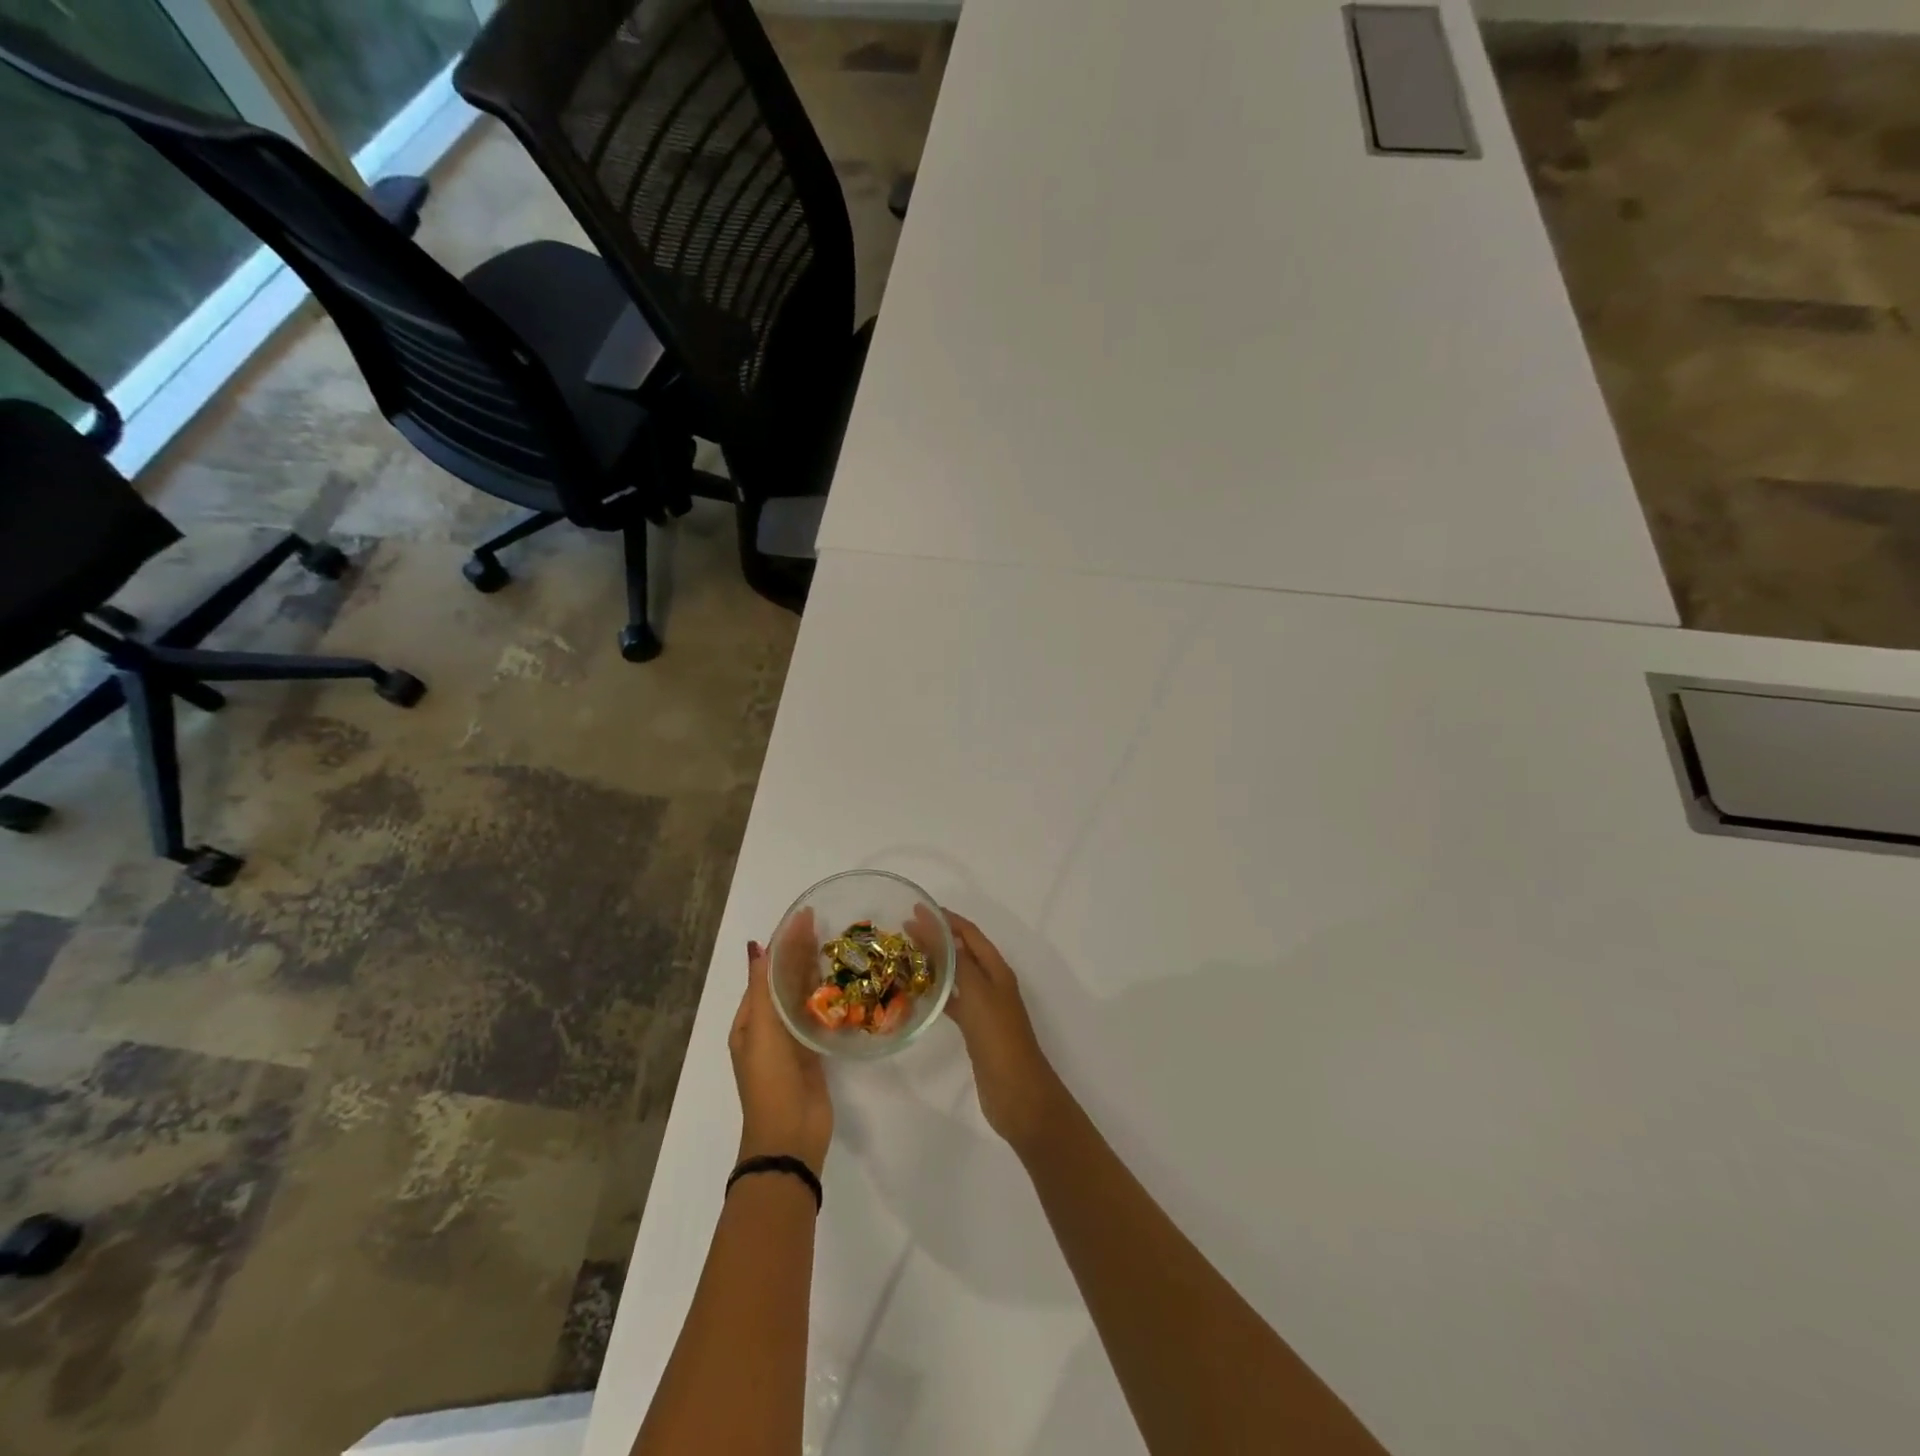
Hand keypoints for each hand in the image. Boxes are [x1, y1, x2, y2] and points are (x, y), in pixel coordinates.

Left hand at [730, 916, 832, 1175]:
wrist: (790, 1136)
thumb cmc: (771, 1080)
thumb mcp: (762, 1031)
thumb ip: (763, 989)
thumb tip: (757, 946)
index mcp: (749, 1020)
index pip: (767, 970)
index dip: (784, 942)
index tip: (805, 915)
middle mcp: (768, 1026)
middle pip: (785, 980)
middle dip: (801, 952)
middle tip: (827, 922)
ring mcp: (792, 1040)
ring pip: (803, 996)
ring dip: (815, 971)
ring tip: (838, 944)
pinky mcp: (813, 1052)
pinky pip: (819, 1015)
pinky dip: (828, 996)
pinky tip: (845, 981)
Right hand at [928, 908, 1071, 1156]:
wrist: (1018, 1092)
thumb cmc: (998, 1037)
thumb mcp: (977, 992)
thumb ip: (956, 960)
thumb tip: (936, 928)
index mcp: (997, 970)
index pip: (969, 933)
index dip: (946, 919)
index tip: (917, 908)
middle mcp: (992, 983)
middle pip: (963, 952)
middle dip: (937, 938)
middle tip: (904, 931)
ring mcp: (985, 1008)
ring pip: (957, 976)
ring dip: (935, 964)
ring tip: (905, 957)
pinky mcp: (975, 1031)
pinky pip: (953, 1002)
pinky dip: (937, 993)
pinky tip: (918, 995)